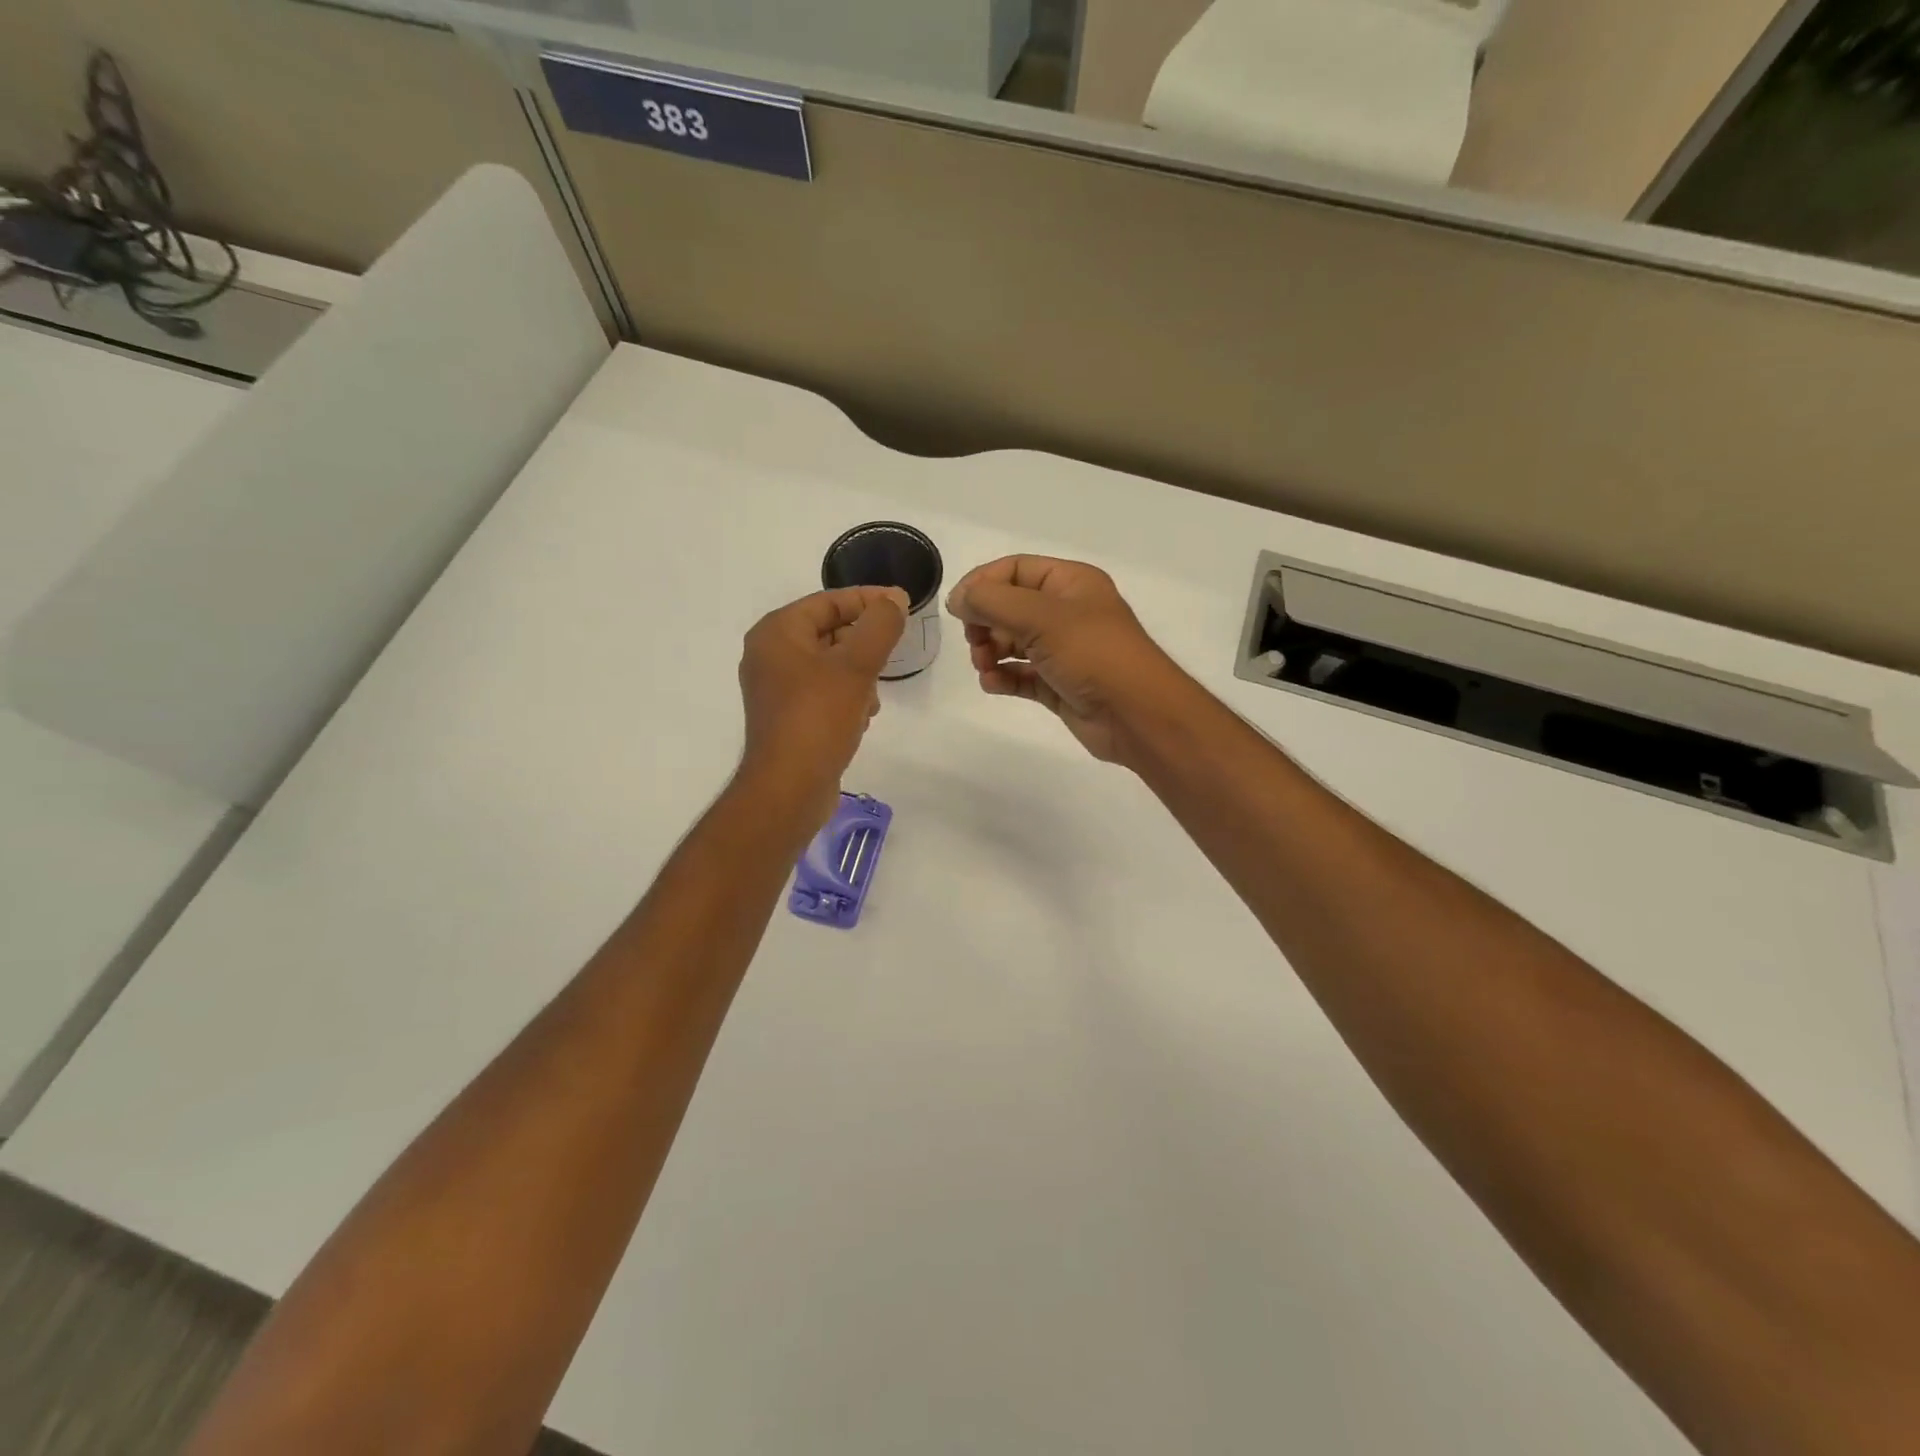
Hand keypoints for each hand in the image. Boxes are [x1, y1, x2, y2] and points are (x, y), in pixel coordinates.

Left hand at [738, 586, 907, 827]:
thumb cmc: (819, 718)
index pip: (829, 601)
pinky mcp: (787, 716)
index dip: (869, 600)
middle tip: (892, 654)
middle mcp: (770, 654)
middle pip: (829, 631)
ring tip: (872, 697)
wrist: (789, 788)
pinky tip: (861, 717)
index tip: (904, 606)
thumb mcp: (856, 665)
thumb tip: (893, 599)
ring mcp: (776, 688)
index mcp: (777, 632)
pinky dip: (846, 697)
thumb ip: (880, 625)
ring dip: (859, 675)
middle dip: (864, 644)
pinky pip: (823, 692)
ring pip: (830, 664)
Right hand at [945, 556, 1189, 764]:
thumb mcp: (1041, 617)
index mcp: (1070, 583)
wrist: (1137, 715)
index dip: (982, 584)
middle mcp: (1067, 612)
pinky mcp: (1059, 684)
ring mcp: (1064, 650)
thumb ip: (992, 602)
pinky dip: (1003, 677)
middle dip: (985, 622)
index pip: (1014, 570)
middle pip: (1010, 606)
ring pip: (1012, 642)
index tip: (958, 609)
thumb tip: (958, 599)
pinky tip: (994, 683)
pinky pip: (1021, 675)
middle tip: (974, 642)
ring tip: (985, 666)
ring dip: (990, 652)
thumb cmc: (1093, 654)